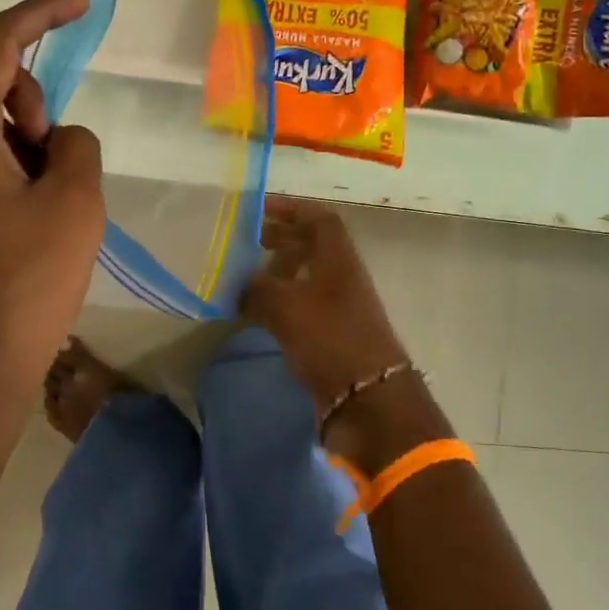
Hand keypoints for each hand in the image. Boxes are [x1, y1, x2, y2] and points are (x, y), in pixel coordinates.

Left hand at [0, 0, 105, 427]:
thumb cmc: (25, 286)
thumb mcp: (77, 204)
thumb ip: (77, 144)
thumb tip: (56, 139)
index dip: (40, 13)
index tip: (82, 6)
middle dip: (14, 71)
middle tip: (46, 132)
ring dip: (2, 108)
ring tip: (38, 172)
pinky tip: (16, 189)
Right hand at [241, 196, 409, 407]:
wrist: (367, 400)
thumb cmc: (330, 339)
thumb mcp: (286, 305)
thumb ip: (258, 286)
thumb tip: (240, 281)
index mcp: (338, 260)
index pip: (319, 219)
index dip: (291, 209)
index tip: (258, 211)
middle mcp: (341, 278)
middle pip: (312, 247)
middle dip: (279, 241)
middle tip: (244, 244)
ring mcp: (338, 309)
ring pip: (305, 280)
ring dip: (276, 275)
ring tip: (243, 279)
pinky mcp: (331, 337)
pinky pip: (301, 309)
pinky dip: (278, 305)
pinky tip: (253, 314)